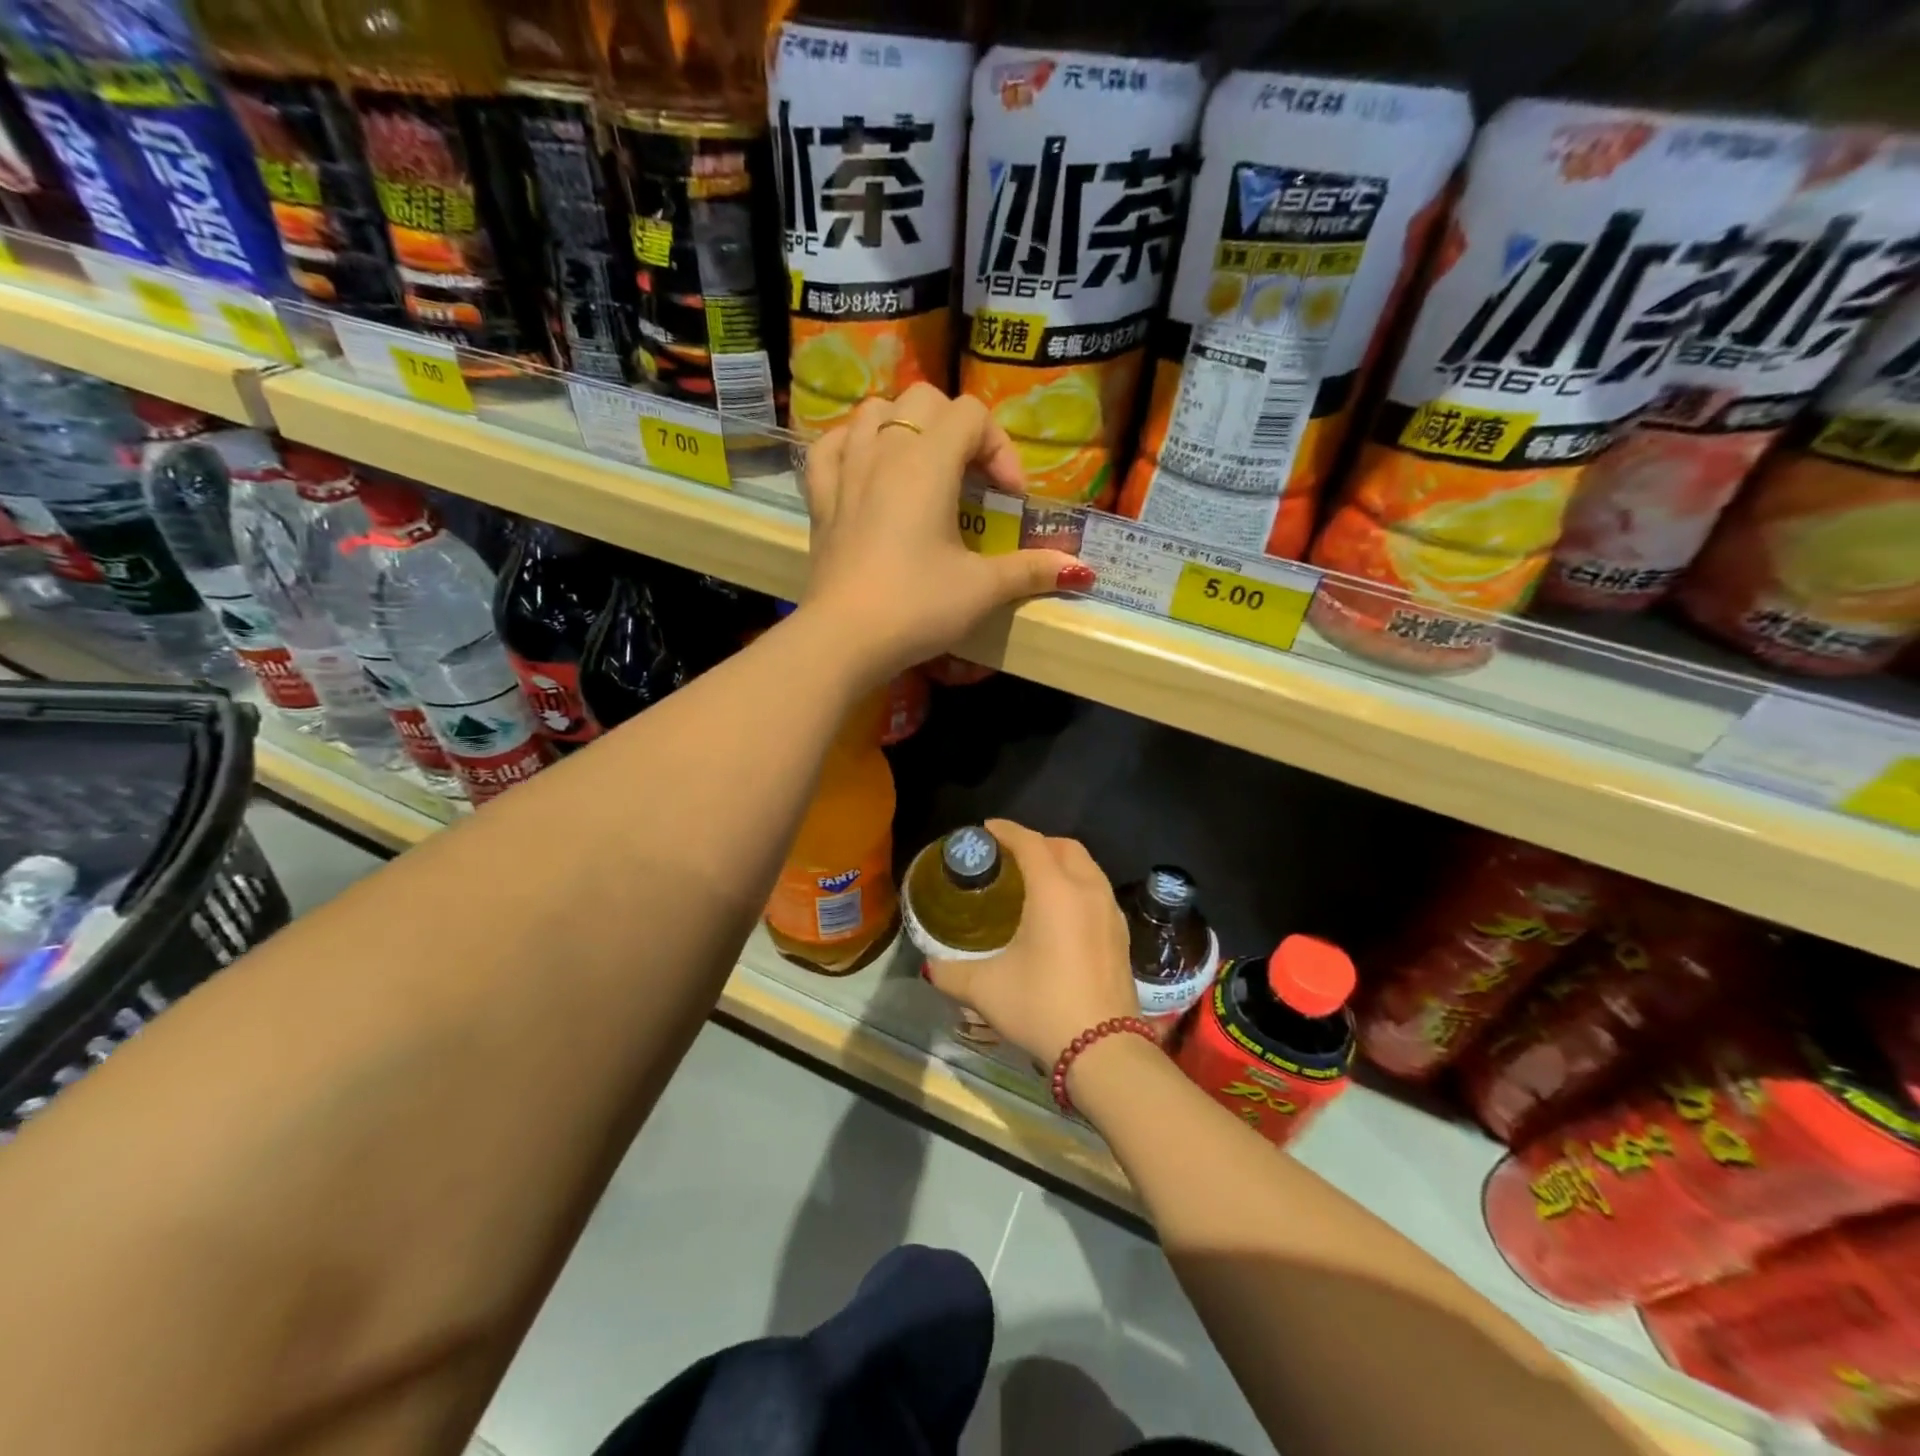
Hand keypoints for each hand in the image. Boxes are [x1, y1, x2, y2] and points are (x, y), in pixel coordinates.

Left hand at [799, 384, 1092, 682]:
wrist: (843, 640)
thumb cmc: (916, 607)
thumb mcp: (981, 590)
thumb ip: (1030, 570)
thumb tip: (1082, 570)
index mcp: (927, 463)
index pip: (972, 415)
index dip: (1000, 448)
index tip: (1010, 499)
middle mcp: (883, 452)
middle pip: (924, 400)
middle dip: (956, 428)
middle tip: (971, 478)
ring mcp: (845, 472)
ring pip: (873, 412)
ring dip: (904, 427)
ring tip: (922, 467)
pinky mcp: (820, 500)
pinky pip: (831, 447)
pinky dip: (852, 445)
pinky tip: (866, 468)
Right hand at [925, 820, 1139, 1067]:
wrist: (1104, 1050)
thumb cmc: (1041, 1006)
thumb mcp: (985, 989)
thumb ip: (951, 972)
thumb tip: (931, 965)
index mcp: (1054, 890)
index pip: (1029, 842)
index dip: (1006, 830)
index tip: (986, 830)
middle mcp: (1087, 890)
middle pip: (1064, 847)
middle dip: (1037, 842)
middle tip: (1010, 857)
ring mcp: (1110, 912)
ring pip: (1087, 867)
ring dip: (1061, 863)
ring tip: (1036, 880)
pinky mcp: (1122, 935)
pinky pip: (1098, 892)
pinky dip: (1078, 886)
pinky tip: (1062, 914)